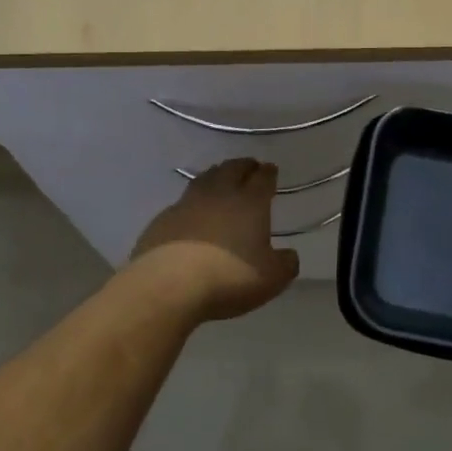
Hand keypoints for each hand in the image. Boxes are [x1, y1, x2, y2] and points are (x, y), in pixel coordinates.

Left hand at [128, 159, 300, 322]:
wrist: (169, 284)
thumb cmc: (229, 277)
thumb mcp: (271, 278)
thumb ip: (285, 264)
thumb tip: (289, 255)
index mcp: (250, 203)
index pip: (262, 178)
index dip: (269, 173)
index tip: (271, 169)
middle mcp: (219, 194)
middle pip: (232, 169)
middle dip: (244, 166)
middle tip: (249, 167)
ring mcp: (187, 204)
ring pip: (205, 179)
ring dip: (216, 175)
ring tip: (221, 178)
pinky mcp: (163, 219)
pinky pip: (183, 202)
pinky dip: (193, 201)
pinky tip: (193, 212)